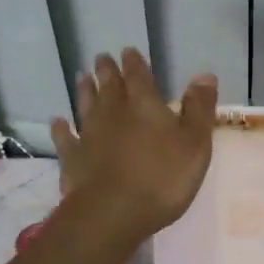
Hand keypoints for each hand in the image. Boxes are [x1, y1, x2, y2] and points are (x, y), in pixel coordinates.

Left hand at [51, 49, 216, 244]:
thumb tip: (205, 75)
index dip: (135, 63)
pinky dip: (61, 128)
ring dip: (85, 91)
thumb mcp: (195, 143)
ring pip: (86, 105)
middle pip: (109, 85)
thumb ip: (199, 108)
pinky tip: (58, 122)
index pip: (139, 76)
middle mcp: (113, 113)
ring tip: (82, 78)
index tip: (128, 51)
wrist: (113, 212)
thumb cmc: (163, 177)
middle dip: (107, 70)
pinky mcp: (72, 159)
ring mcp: (89, 135)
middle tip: (101, 57)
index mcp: (145, 105)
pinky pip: (65, 138)